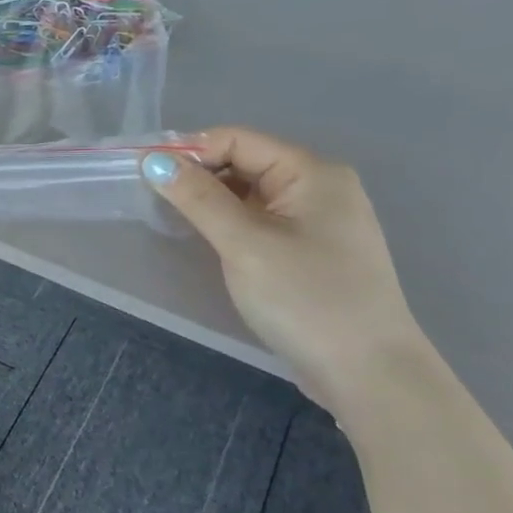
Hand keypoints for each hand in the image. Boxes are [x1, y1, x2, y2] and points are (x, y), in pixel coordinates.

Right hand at [144, 127, 428, 407]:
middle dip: (199, 176)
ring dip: (212, 202)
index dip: (190, 152)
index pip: (237, 140)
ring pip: (250, 193)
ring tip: (177, 222)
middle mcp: (320, 186)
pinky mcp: (312, 250)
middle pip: (245, 162)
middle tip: (155, 202)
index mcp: (312, 172)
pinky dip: (230, 223)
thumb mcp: (244, 243)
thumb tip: (153, 160)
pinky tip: (210, 242)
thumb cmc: (305, 298)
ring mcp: (319, 220)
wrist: (367, 372)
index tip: (146, 176)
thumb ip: (198, 198)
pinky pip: (261, 219)